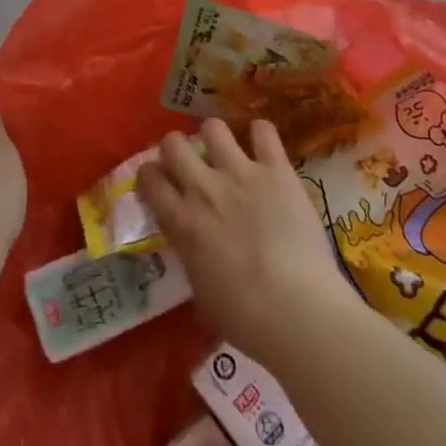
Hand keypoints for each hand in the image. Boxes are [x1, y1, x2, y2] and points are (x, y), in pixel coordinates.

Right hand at [138, 119, 359, 367]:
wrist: (297, 310)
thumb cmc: (246, 318)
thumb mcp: (201, 295)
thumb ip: (192, 259)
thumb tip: (194, 251)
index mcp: (182, 221)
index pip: (148, 178)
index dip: (151, 175)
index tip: (160, 181)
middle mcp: (204, 188)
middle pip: (173, 143)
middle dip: (177, 149)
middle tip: (191, 164)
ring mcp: (241, 174)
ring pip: (213, 128)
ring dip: (215, 138)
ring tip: (225, 151)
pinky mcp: (277, 170)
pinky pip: (264, 132)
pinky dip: (261, 135)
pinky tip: (263, 146)